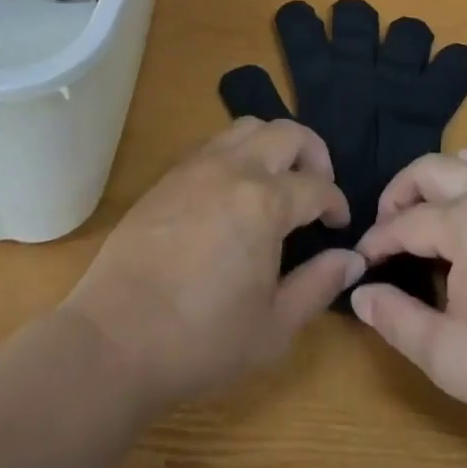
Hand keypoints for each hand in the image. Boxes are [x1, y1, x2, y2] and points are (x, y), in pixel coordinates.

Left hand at [61, 118, 364, 409]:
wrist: (115, 338)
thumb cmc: (201, 340)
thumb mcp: (273, 328)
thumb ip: (318, 286)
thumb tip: (351, 257)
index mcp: (265, 202)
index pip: (316, 186)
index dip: (336, 202)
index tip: (339, 224)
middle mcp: (234, 169)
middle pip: (287, 133)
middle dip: (313, 154)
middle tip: (316, 188)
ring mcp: (197, 166)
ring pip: (248, 126)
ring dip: (273, 144)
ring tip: (277, 180)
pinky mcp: (169, 175)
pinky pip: (214, 143)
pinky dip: (238, 152)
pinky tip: (234, 190)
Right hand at [352, 151, 466, 448]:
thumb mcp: (454, 359)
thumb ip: (398, 322)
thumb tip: (360, 294)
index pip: (406, 221)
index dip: (378, 242)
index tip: (361, 264)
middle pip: (431, 169)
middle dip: (399, 193)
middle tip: (387, 231)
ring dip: (436, 183)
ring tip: (425, 220)